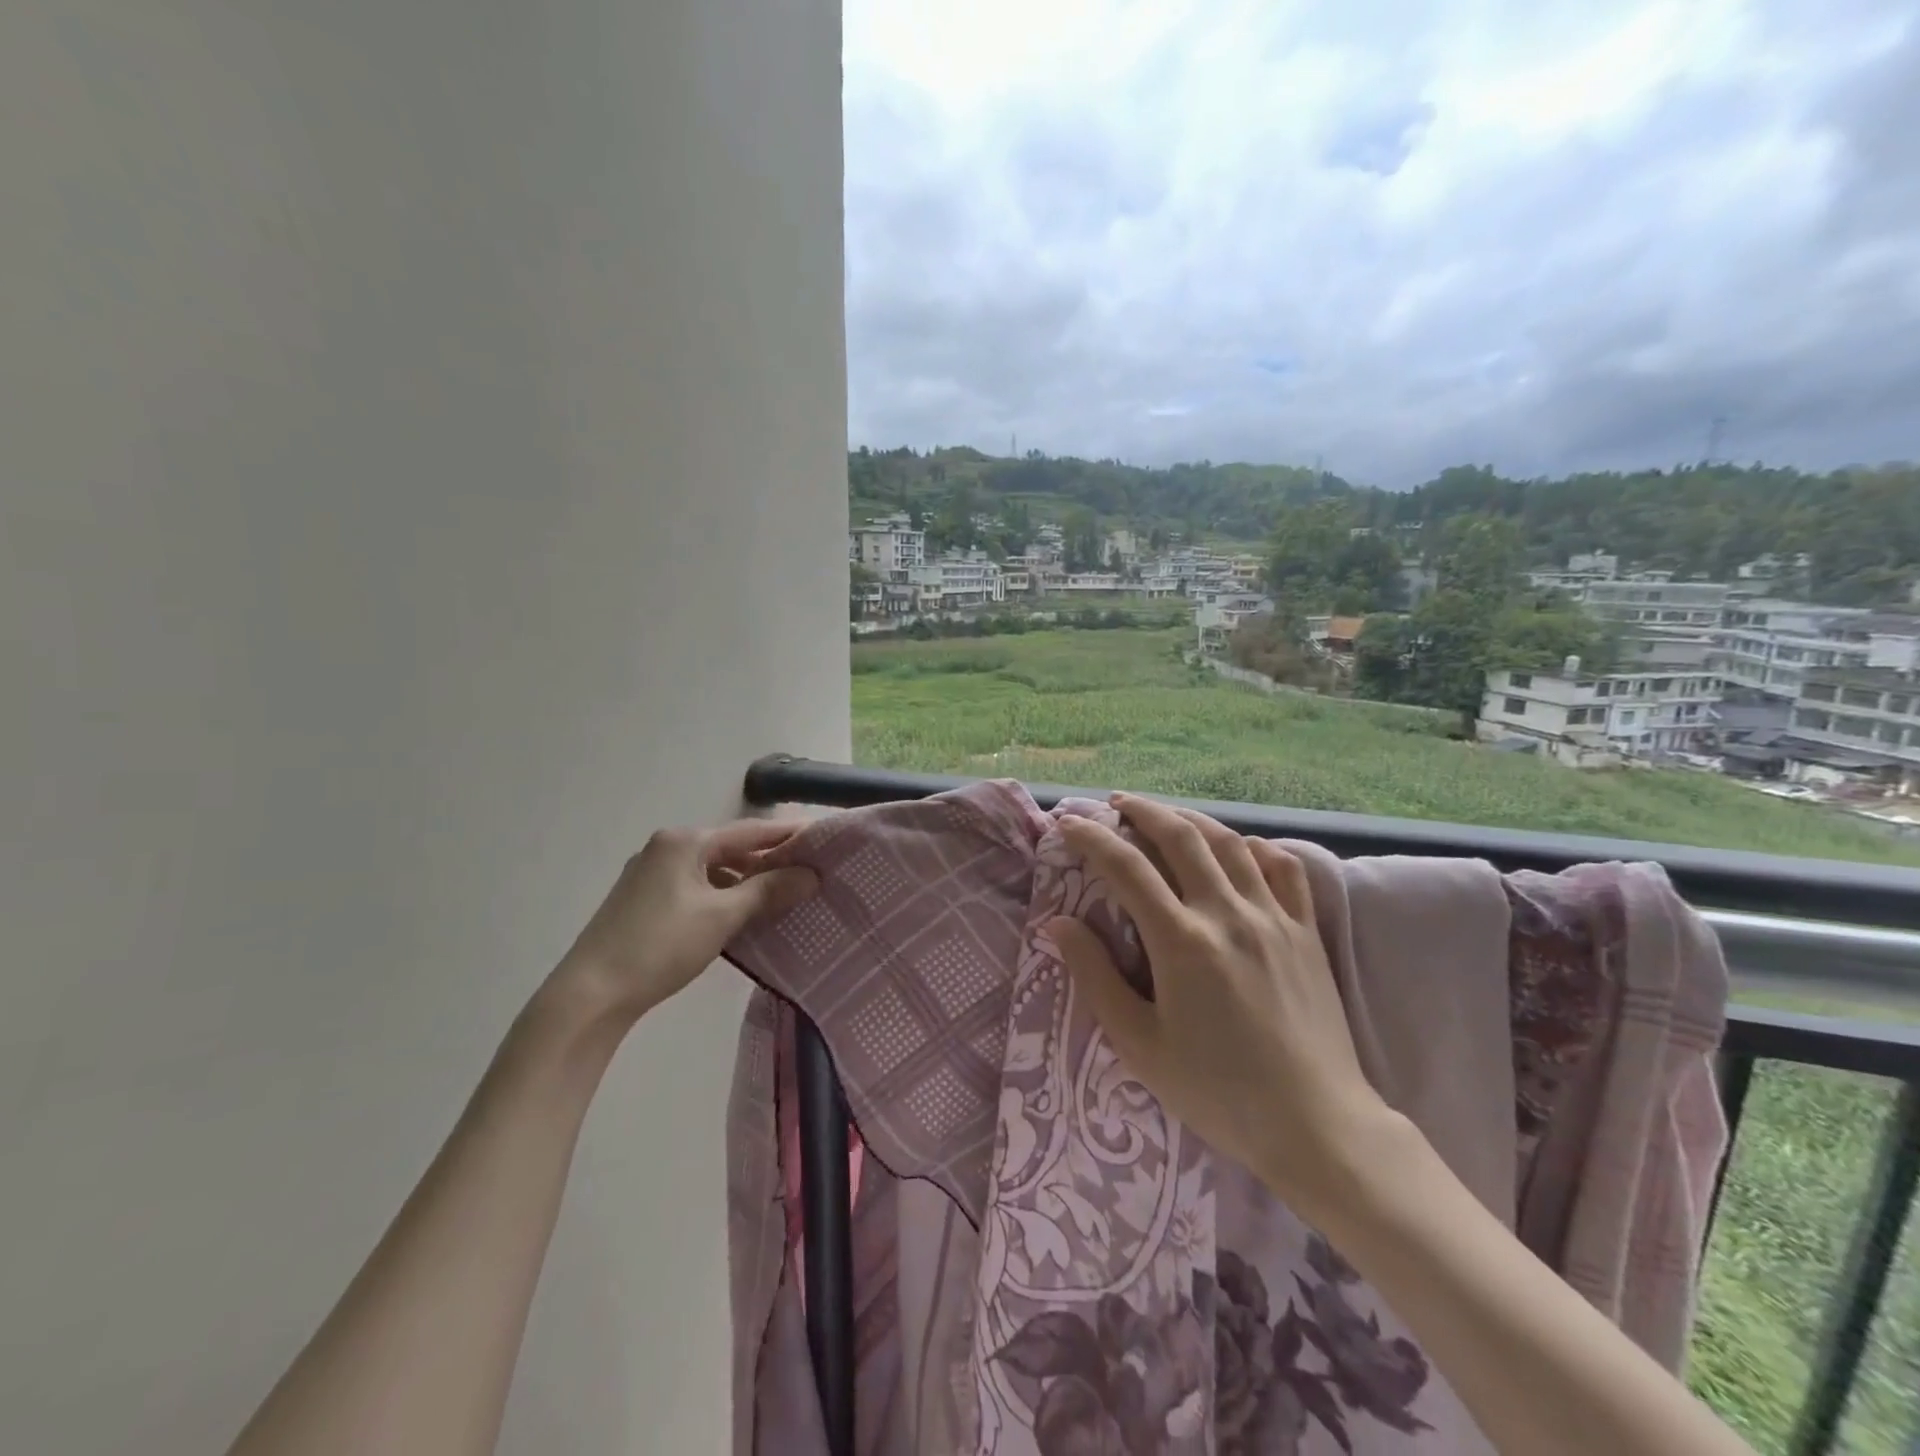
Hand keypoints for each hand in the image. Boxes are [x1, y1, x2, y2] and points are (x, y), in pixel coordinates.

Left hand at [550, 818, 818, 1026]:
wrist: (589, 995)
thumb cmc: (660, 946)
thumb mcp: (722, 916)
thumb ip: (769, 891)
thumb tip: (811, 875)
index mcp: (684, 841)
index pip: (750, 830)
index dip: (788, 834)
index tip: (823, 837)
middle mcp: (666, 847)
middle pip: (730, 847)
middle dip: (769, 859)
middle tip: (810, 869)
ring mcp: (651, 874)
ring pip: (713, 869)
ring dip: (747, 880)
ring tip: (783, 894)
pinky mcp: (644, 900)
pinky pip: (697, 886)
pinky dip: (723, 894)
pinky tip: (742, 913)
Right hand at [1046, 793, 1393, 1210]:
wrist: (1317, 1125)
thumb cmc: (1218, 1092)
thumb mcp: (1140, 1045)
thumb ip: (1096, 977)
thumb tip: (1058, 924)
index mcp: (1181, 941)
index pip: (1125, 867)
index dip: (1091, 838)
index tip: (1067, 823)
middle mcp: (1227, 913)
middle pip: (1180, 836)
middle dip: (1143, 811)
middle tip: (1117, 804)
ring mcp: (1273, 917)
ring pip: (1229, 842)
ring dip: (1191, 819)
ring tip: (1167, 816)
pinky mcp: (1306, 931)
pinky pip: (1283, 867)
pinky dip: (1254, 847)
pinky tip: (1238, 849)